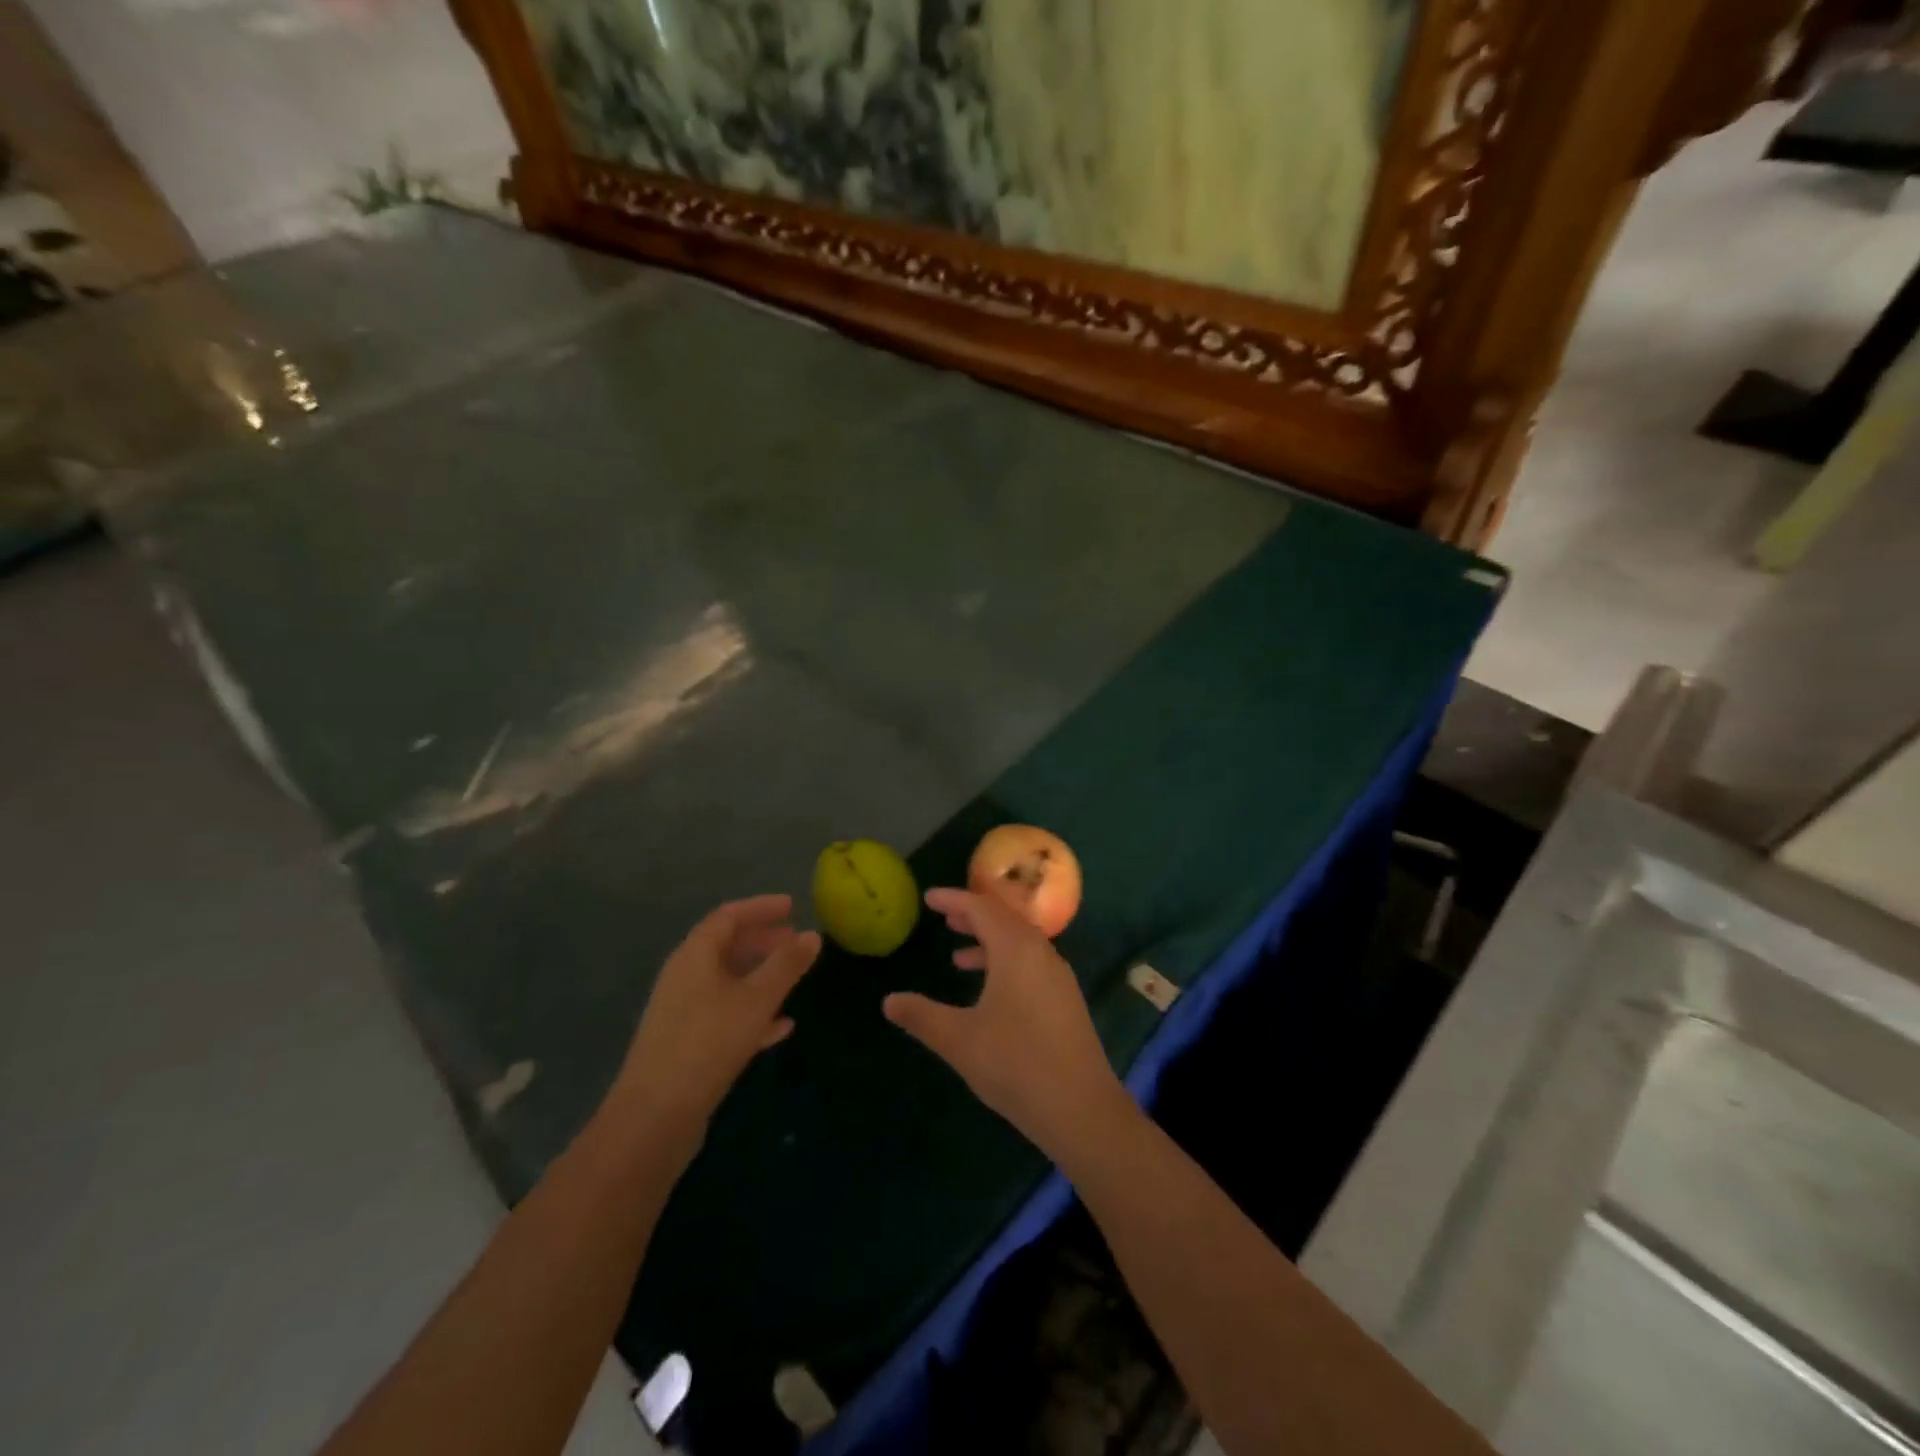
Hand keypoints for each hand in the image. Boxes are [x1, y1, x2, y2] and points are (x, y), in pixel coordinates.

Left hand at [609, 895, 819, 1149]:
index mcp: (695, 955)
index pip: (728, 916)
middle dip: (763, 941)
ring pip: (727, 981)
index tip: (792, 906)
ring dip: (760, 975)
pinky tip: (781, 1026)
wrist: (655, 1117)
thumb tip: (813, 934)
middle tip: (796, 941)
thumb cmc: (709, 1042)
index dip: (761, 908)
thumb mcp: (757, 999)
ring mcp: (683, 1012)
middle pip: (726, 946)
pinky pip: (725, 1014)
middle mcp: (684, 976)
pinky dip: (753, 1011)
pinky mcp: (687, 1044)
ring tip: (793, 977)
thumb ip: (786, 965)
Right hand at [883, 888, 1131, 1157]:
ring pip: (1019, 943)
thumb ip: (921, 1016)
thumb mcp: (959, 1040)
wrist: (1081, 1108)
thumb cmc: (1015, 1064)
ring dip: (988, 942)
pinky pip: (1030, 963)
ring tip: (957, 956)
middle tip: (944, 918)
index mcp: (1016, 949)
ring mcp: (1057, 977)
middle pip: (1004, 920)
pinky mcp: (1065, 1000)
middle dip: (973, 916)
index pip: (982, 908)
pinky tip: (989, 991)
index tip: (929, 898)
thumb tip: (888, 1001)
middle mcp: (1041, 953)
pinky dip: (1005, 962)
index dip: (954, 899)